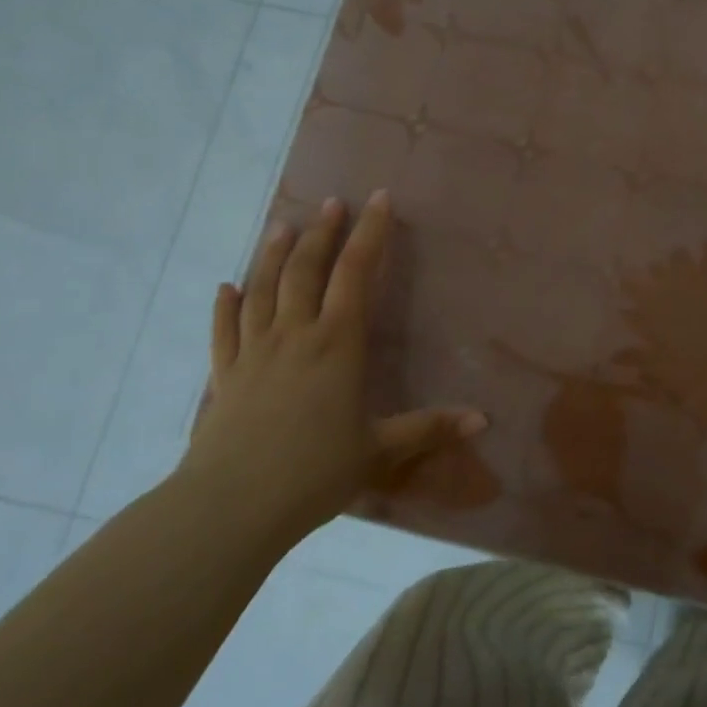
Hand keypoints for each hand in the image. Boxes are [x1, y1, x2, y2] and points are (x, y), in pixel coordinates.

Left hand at [179, 193, 486, 535]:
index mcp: (336, 344)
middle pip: (305, 270)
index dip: (369, 234)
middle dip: (321, 233)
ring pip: (262, 289)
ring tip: (281, 226)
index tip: (379, 200)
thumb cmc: (314, 473)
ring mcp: (253, 352)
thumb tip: (483, 420)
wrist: (233, 506)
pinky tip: (226, 288)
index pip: (355, 274)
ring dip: (273, 255)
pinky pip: (224, 330)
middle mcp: (294, 335)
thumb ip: (429, 429)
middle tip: (331, 204)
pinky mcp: (224, 375)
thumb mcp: (380, 451)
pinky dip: (225, 306)